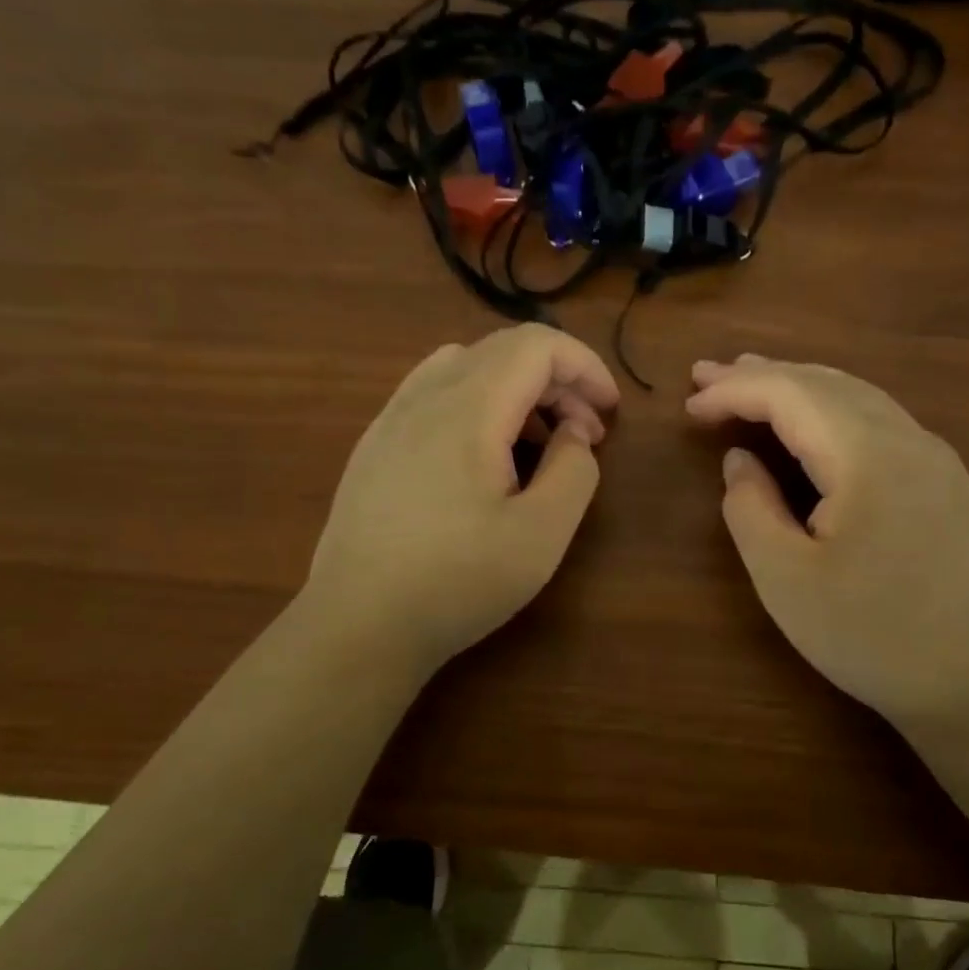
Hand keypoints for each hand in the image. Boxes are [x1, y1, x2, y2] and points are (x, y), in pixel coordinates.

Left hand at [304, 324, 618, 681]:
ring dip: (516, 389)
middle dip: (558, 380)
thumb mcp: (542, 534)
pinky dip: (476, 403)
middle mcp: (425, 397)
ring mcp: (391, 418)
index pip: (537, 345)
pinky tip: (480, 456)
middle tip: (583, 437)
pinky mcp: (374, 445)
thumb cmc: (457, 581)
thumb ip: (575, 470)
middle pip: (503, 350)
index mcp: (469, 408)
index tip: (610, 412)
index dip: (584, 366)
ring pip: (466, 365)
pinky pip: (433, 393)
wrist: (358, 625)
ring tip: (535, 444)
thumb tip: (572, 433)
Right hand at [686, 355, 968, 729]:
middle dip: (761, 375)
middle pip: (824, 382)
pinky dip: (830, 410)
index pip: (789, 394)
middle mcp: (907, 437)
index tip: (688, 403)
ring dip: (797, 386)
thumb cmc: (873, 637)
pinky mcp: (946, 482)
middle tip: (706, 375)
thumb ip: (750, 509)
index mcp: (867, 454)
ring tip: (750, 382)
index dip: (733, 391)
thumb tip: (740, 461)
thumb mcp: (786, 579)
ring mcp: (935, 458)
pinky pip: (878, 421)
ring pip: (855, 396)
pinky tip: (812, 424)